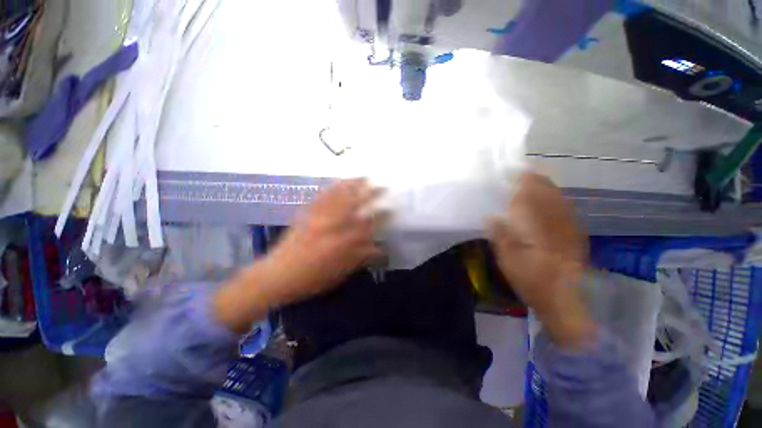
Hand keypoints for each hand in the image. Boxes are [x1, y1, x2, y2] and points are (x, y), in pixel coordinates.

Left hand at [260, 178, 385, 304]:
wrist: (278, 275)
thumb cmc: (313, 279)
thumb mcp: (341, 272)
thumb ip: (361, 257)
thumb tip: (380, 248)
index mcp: (344, 241)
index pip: (369, 224)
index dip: (382, 216)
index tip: (391, 209)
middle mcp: (333, 224)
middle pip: (356, 203)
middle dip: (371, 193)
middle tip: (381, 186)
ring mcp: (319, 216)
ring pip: (339, 196)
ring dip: (353, 185)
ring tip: (363, 177)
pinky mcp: (307, 213)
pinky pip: (321, 197)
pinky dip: (332, 187)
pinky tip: (339, 182)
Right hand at [488, 173, 595, 347]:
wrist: (563, 301)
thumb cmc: (532, 282)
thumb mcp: (509, 263)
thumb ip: (501, 238)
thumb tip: (491, 217)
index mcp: (540, 231)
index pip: (532, 199)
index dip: (522, 183)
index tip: (512, 172)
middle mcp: (558, 225)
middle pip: (549, 195)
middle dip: (535, 179)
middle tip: (521, 170)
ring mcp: (570, 229)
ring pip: (559, 199)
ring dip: (546, 186)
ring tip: (533, 177)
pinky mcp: (575, 235)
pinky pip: (566, 209)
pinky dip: (555, 198)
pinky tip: (549, 196)